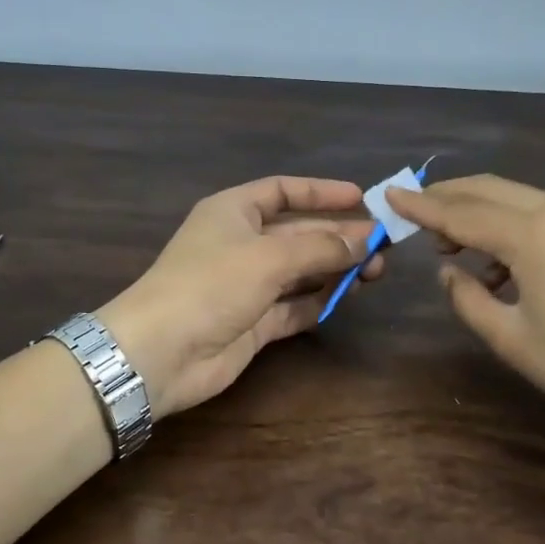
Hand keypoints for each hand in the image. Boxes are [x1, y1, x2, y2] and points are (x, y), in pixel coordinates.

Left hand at [95, 176, 384, 417]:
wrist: (161, 352)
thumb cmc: (211, 284)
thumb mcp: (269, 256)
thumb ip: (320, 247)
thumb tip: (363, 240)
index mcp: (233, 212)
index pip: (282, 191)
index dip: (321, 192)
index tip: (361, 198)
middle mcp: (241, 244)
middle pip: (298, 233)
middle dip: (338, 236)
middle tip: (382, 245)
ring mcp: (247, 285)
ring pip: (300, 271)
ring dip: (335, 270)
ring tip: (376, 272)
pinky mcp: (253, 323)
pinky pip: (293, 307)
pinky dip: (318, 302)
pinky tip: (347, 298)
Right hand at [388, 175, 544, 448]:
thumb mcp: (510, 339)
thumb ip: (467, 299)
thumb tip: (448, 272)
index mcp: (532, 235)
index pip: (461, 211)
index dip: (421, 205)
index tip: (387, 194)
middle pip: (488, 189)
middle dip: (447, 196)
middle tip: (413, 215)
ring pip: (515, 197)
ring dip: (477, 210)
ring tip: (450, 245)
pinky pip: (539, 213)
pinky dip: (507, 224)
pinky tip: (496, 263)